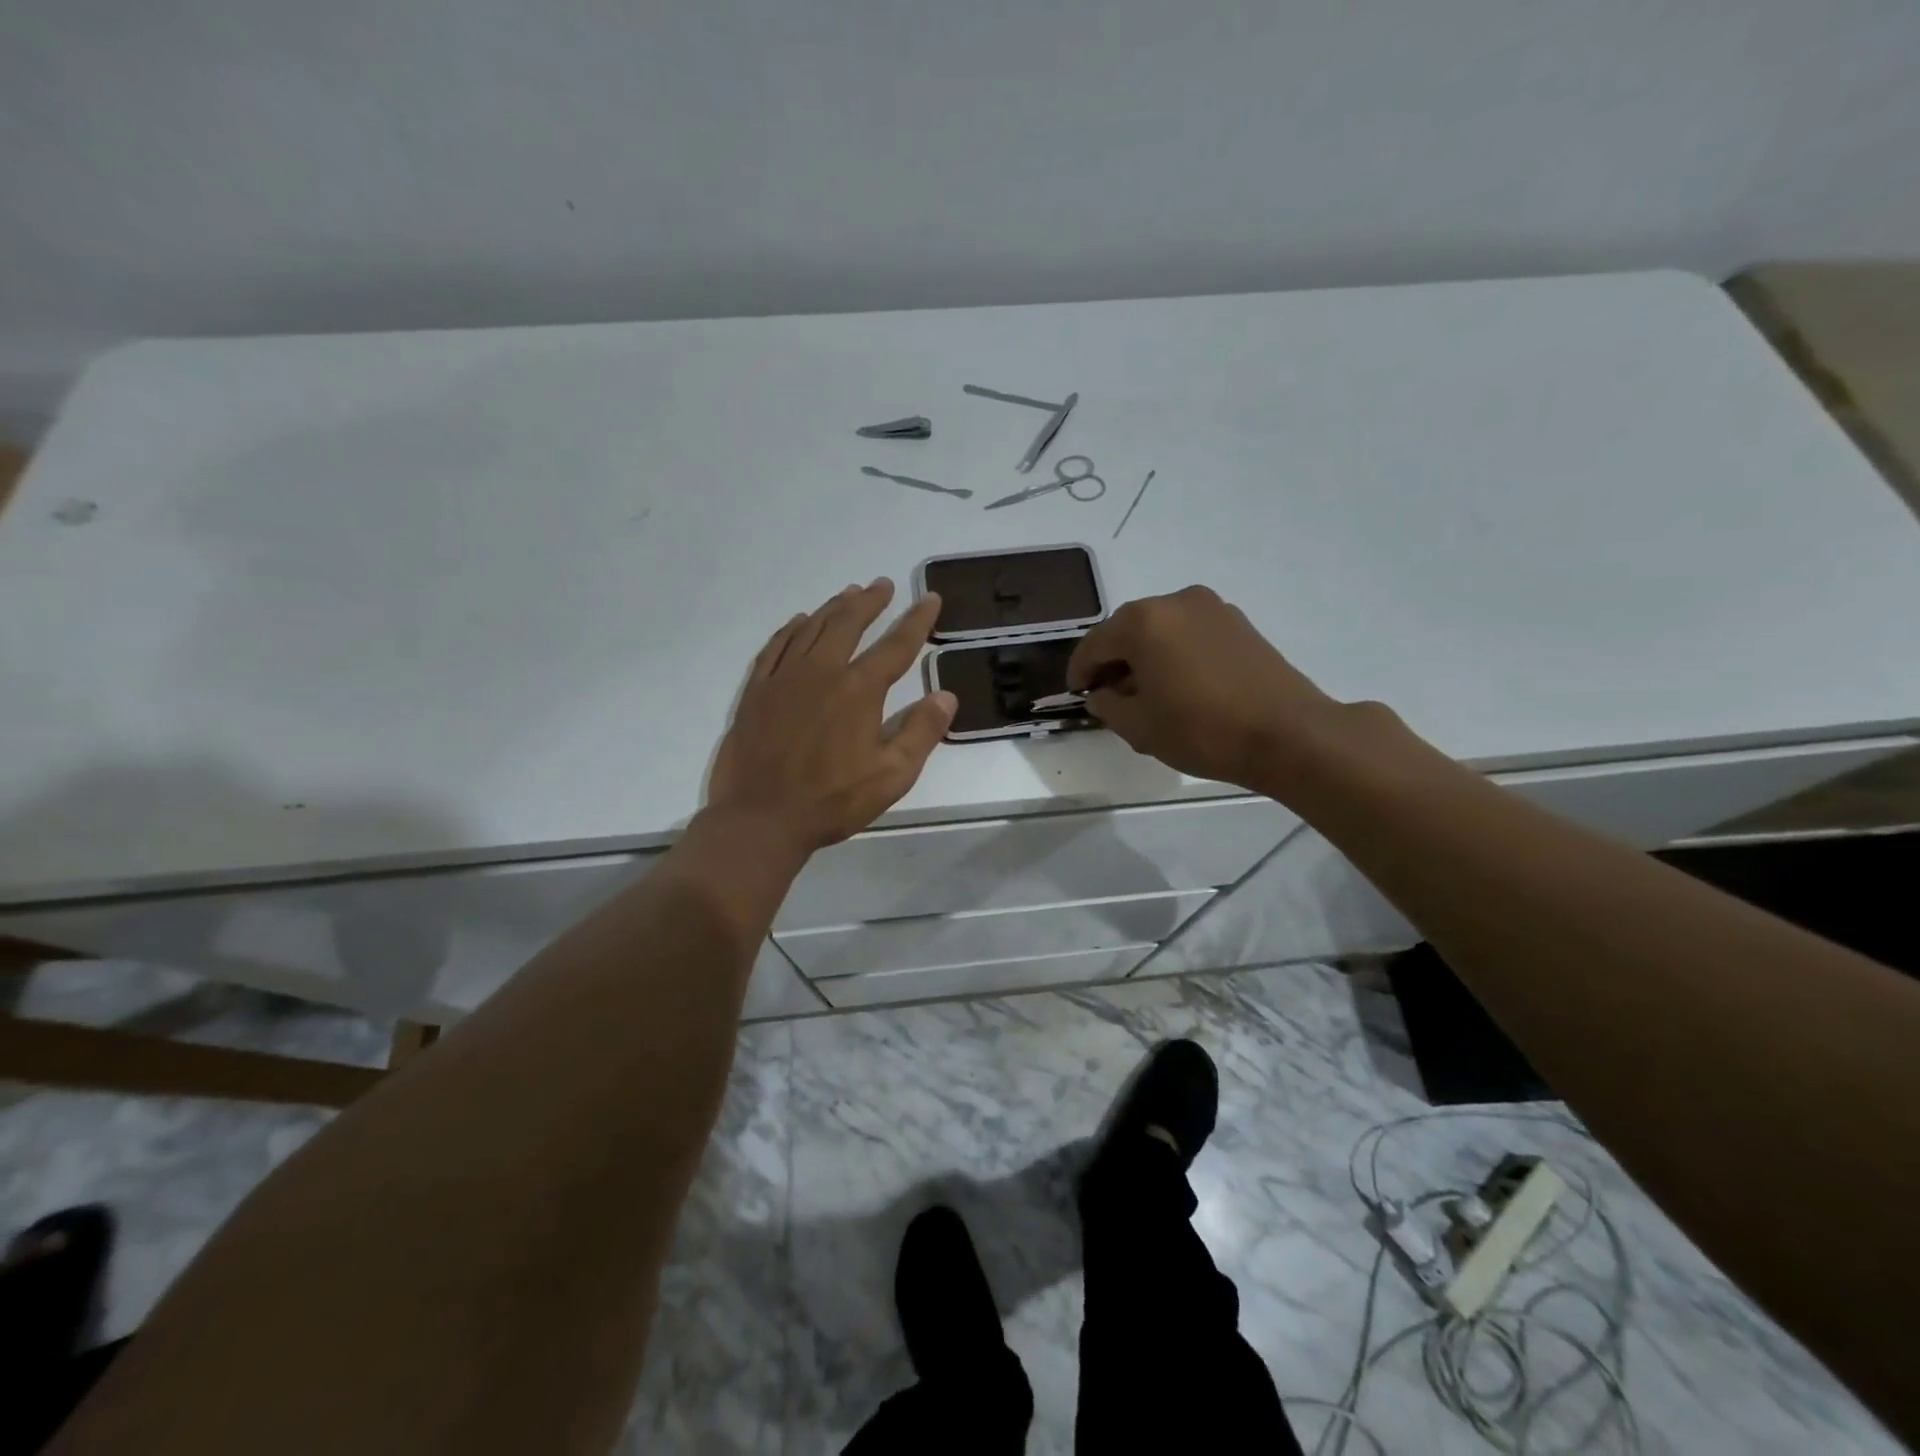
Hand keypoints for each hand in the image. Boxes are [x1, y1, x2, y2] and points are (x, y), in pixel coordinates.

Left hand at [708, 579, 956, 852]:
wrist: (760, 818)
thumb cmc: (832, 801)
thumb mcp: (891, 776)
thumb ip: (921, 732)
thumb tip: (946, 696)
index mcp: (858, 690)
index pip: (896, 645)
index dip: (916, 620)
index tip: (929, 598)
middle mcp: (821, 672)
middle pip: (848, 623)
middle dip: (869, 601)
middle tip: (882, 585)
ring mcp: (783, 678)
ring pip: (811, 628)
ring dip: (833, 607)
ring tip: (849, 593)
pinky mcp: (756, 691)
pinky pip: (775, 647)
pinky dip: (791, 629)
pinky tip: (798, 622)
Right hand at [1067, 586, 1345, 792]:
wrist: (1288, 734)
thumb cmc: (1202, 730)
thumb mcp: (1139, 727)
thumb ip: (1107, 705)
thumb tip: (1101, 694)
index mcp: (1143, 622)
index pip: (1095, 644)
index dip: (1080, 671)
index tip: (1077, 693)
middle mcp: (1175, 602)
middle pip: (1128, 630)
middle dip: (1113, 660)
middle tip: (1109, 694)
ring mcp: (1211, 608)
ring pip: (1160, 629)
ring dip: (1145, 656)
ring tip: (1146, 692)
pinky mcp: (1238, 623)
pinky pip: (1189, 633)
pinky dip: (1174, 653)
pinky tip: (1179, 684)